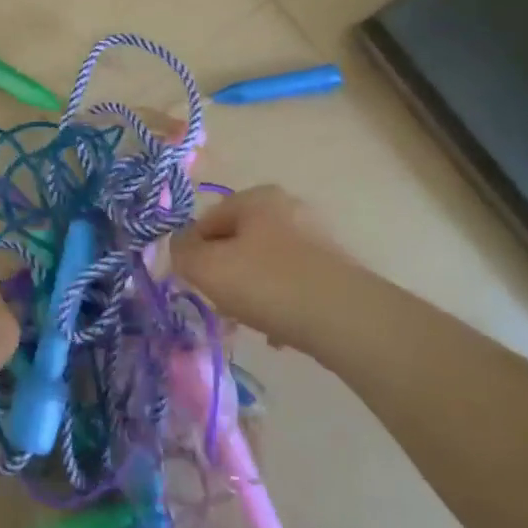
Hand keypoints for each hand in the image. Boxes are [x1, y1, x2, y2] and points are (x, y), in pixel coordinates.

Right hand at [170, 185, 366, 347]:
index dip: (193, 253)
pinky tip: (279, 331)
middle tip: (221, 304)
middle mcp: (288, 208)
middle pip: (236, 243)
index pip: (206, 221)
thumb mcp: (206, 267)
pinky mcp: (336, 271)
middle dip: (224, 274)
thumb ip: (182, 252)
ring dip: (250, 291)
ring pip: (264, 265)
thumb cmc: (267, 283)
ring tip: (250, 322)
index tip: (195, 284)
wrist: (346, 319)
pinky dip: (281, 303)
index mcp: (257, 197)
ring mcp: (316, 239)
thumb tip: (181, 247)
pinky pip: (292, 284)